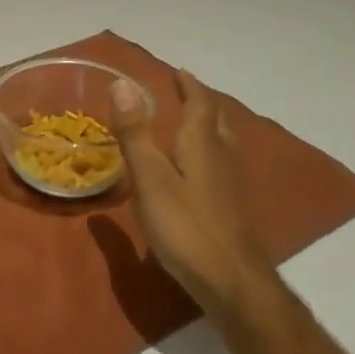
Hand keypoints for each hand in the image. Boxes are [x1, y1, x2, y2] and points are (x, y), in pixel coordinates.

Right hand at [112, 69, 274, 318]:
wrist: (233, 282)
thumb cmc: (186, 226)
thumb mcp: (150, 178)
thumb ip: (135, 133)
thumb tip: (121, 83)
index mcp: (201, 143)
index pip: (200, 103)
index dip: (189, 85)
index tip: (179, 71)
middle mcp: (221, 156)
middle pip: (217, 119)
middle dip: (202, 102)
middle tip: (186, 92)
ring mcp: (231, 184)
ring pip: (223, 142)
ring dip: (209, 126)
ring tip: (194, 123)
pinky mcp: (232, 208)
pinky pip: (222, 164)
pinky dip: (210, 151)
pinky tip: (199, 170)